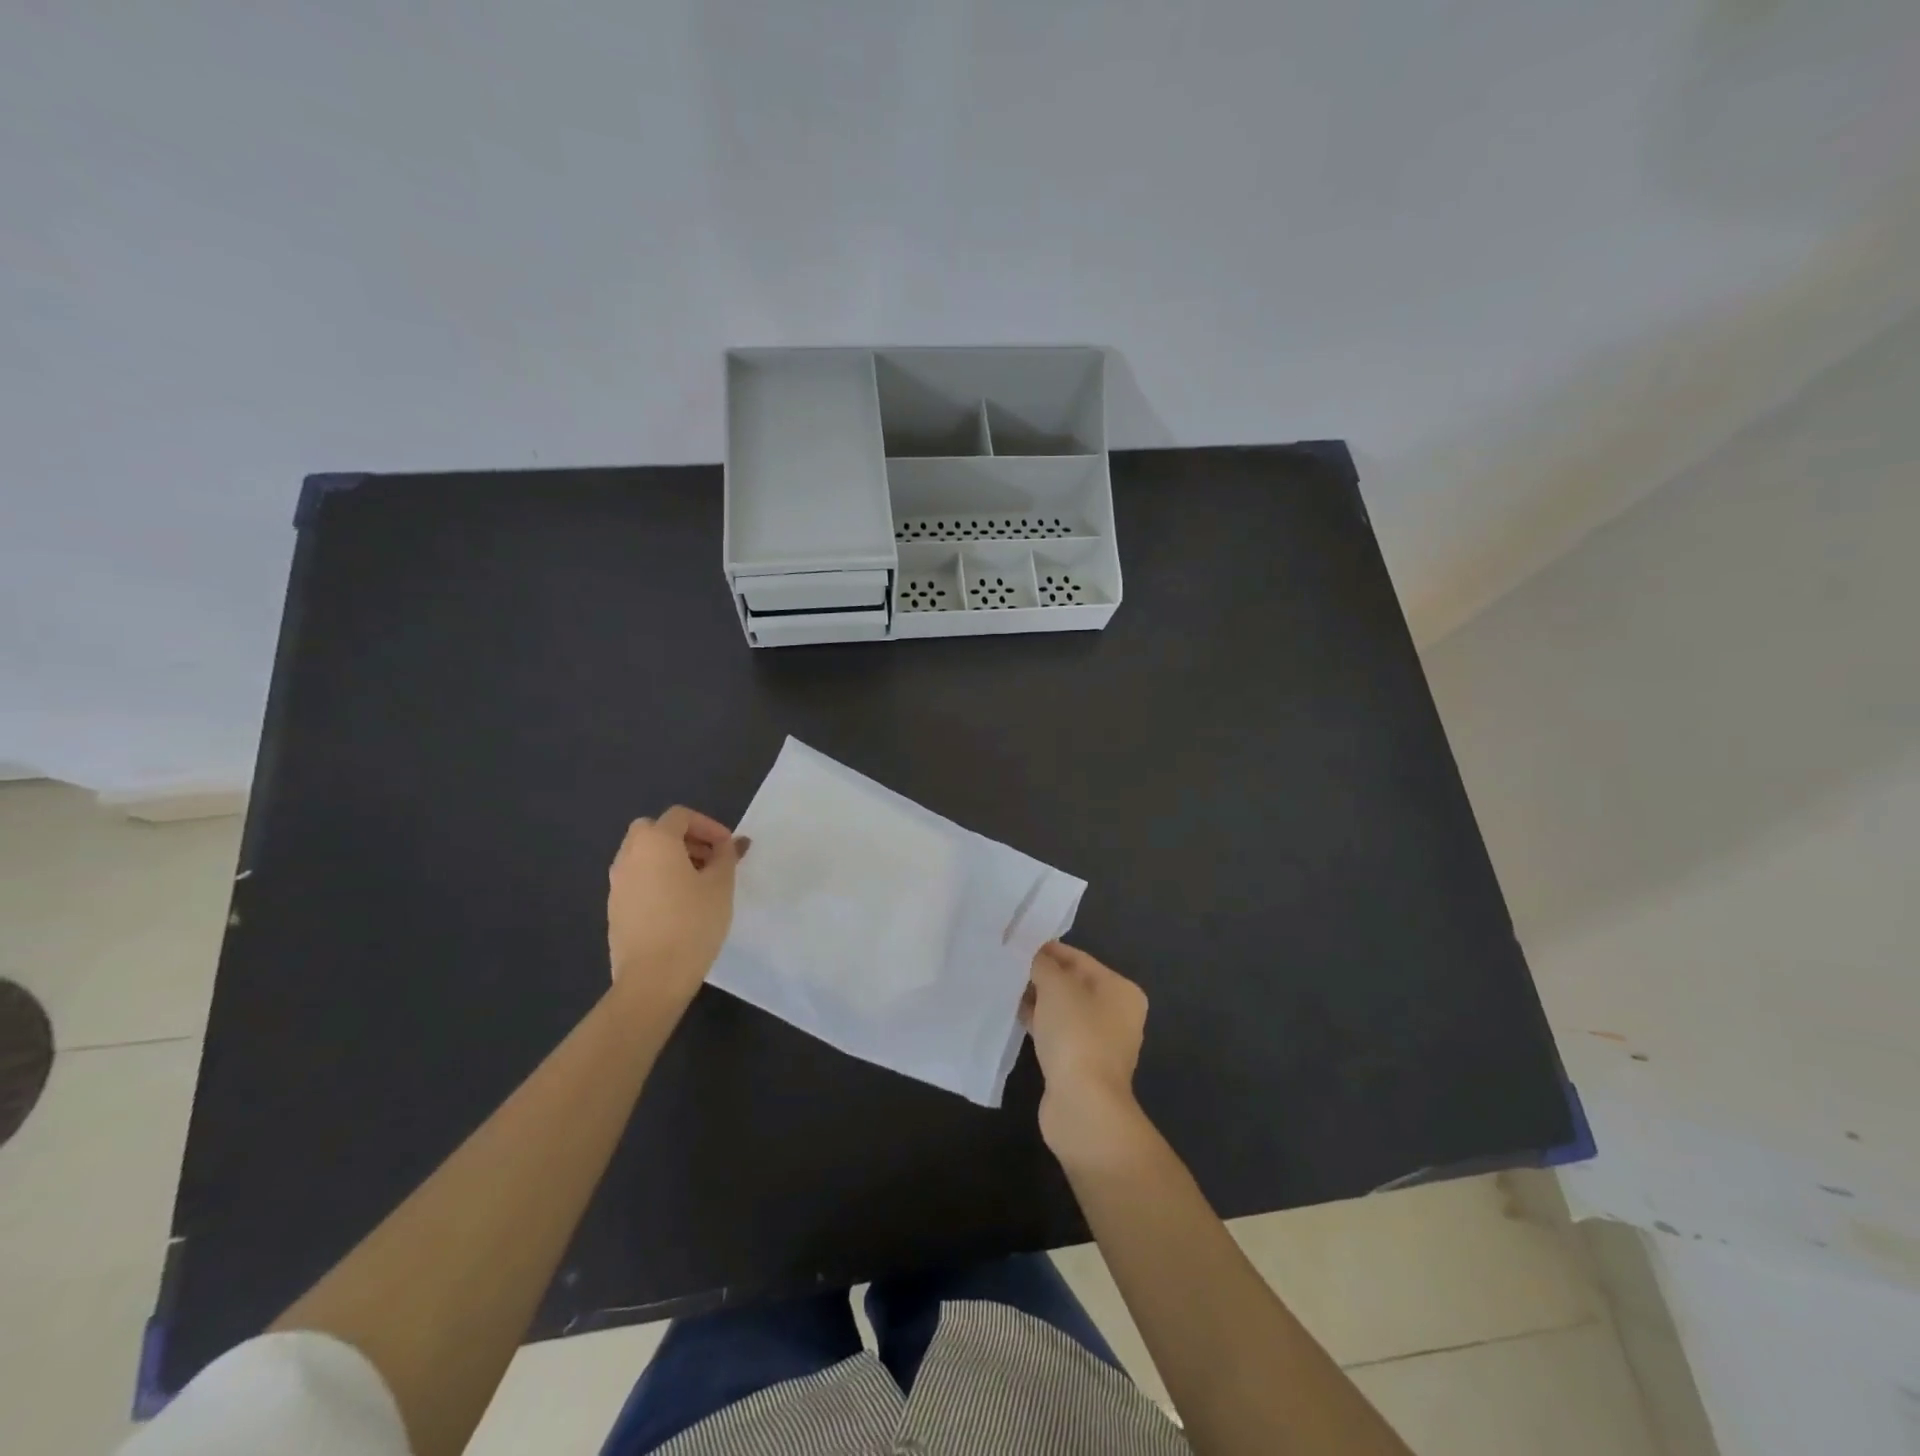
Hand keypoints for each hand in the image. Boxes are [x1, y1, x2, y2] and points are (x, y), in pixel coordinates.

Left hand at [607, 807, 746, 1007]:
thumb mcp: (721, 885)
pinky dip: (656, 879)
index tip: (728, 847)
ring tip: (697, 884)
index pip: (680, 816)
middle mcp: (629, 855)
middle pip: (654, 831)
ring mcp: (617, 883)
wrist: (652, 978)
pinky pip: (637, 879)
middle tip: (709, 859)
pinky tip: (678, 906)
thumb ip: (726, 857)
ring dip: (669, 859)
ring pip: (642, 855)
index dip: (708, 826)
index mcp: (655, 842)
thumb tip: (730, 842)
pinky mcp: (614, 908)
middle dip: (684, 838)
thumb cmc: (693, 923)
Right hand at [1021, 941, 1152, 1170]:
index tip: (1015, 943)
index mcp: (1120, 990)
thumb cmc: (1076, 1035)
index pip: (1079, 958)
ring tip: (1004, 986)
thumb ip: (1042, 964)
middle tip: (1006, 964)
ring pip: (1062, 1010)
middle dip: (1040, 975)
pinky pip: (1056, 1033)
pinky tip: (1012, 1015)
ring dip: (1036, 999)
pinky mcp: (1080, 1064)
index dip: (1047, 950)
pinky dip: (1037, 1023)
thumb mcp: (1055, 987)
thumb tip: (1031, 955)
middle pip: (1072, 984)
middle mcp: (1116, 1013)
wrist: (1082, 1105)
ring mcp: (1099, 1042)